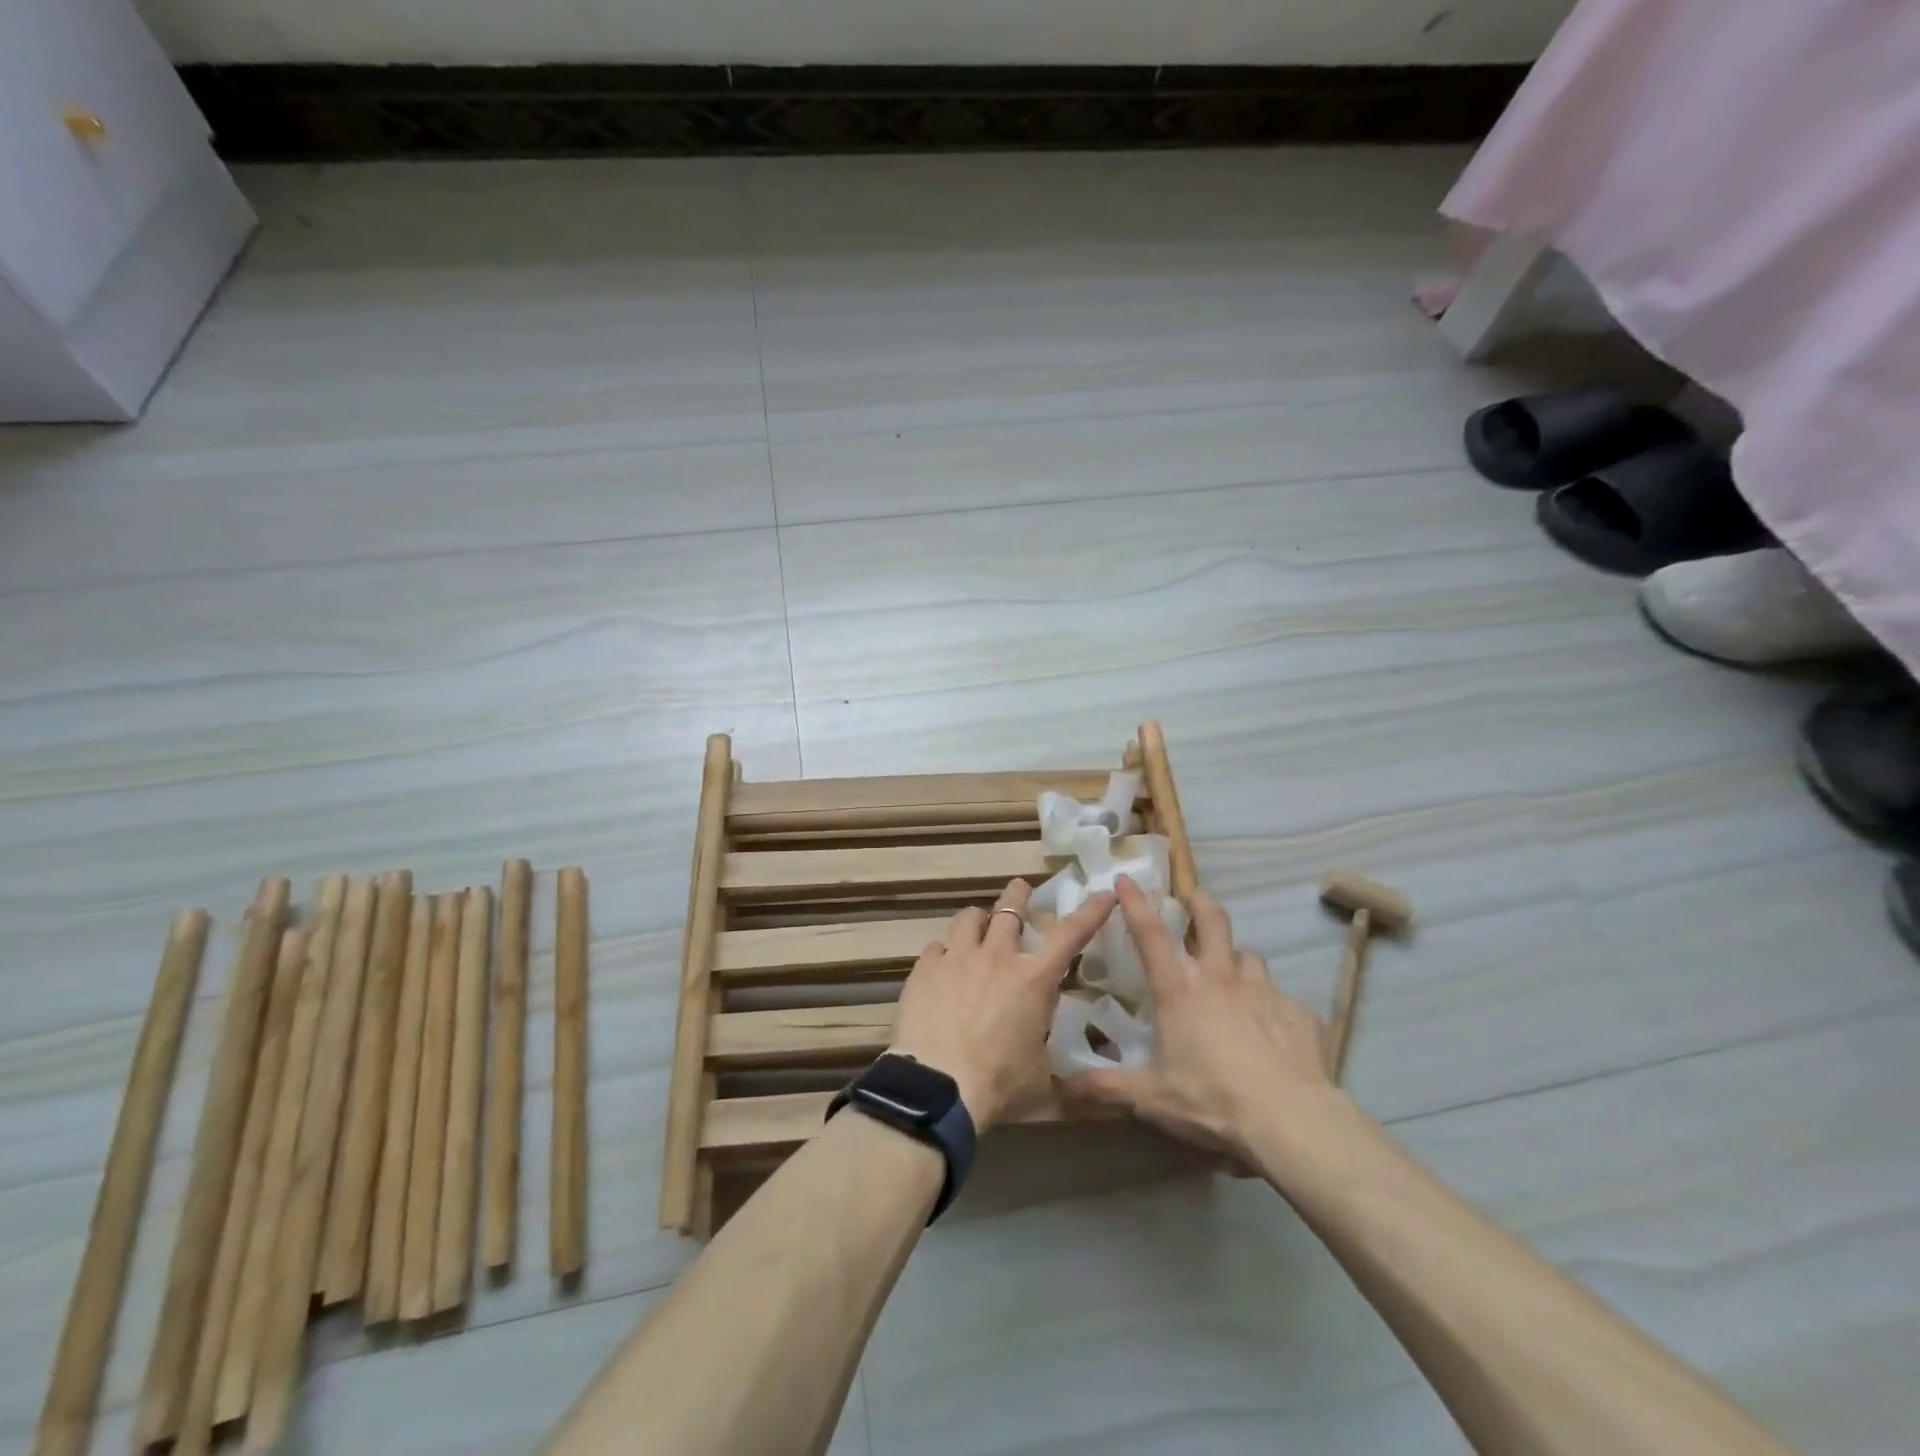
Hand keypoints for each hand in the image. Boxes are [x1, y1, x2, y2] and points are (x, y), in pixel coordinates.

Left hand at [889, 879, 1114, 1131]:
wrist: (936, 1088)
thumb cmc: (998, 1087)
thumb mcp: (1043, 1086)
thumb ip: (1065, 1078)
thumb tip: (1090, 1095)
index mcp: (1033, 980)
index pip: (1071, 934)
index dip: (1091, 911)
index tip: (1104, 893)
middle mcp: (997, 958)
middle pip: (1010, 908)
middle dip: (1018, 894)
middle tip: (1021, 889)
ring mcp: (957, 958)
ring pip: (969, 918)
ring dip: (978, 919)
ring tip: (977, 924)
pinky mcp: (925, 968)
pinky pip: (936, 947)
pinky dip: (944, 953)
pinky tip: (942, 966)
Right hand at [1066, 877, 1349, 1167]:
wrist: (1291, 1121)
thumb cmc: (1212, 1101)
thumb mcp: (1151, 1099)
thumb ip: (1107, 1087)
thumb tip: (1064, 1084)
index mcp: (1180, 991)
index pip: (1151, 935)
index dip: (1136, 903)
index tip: (1125, 878)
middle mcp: (1221, 979)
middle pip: (1212, 921)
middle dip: (1200, 903)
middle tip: (1194, 899)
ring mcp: (1264, 991)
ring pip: (1249, 957)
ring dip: (1237, 960)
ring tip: (1233, 976)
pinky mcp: (1300, 1013)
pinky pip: (1284, 1000)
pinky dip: (1273, 1007)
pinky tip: (1272, 1031)